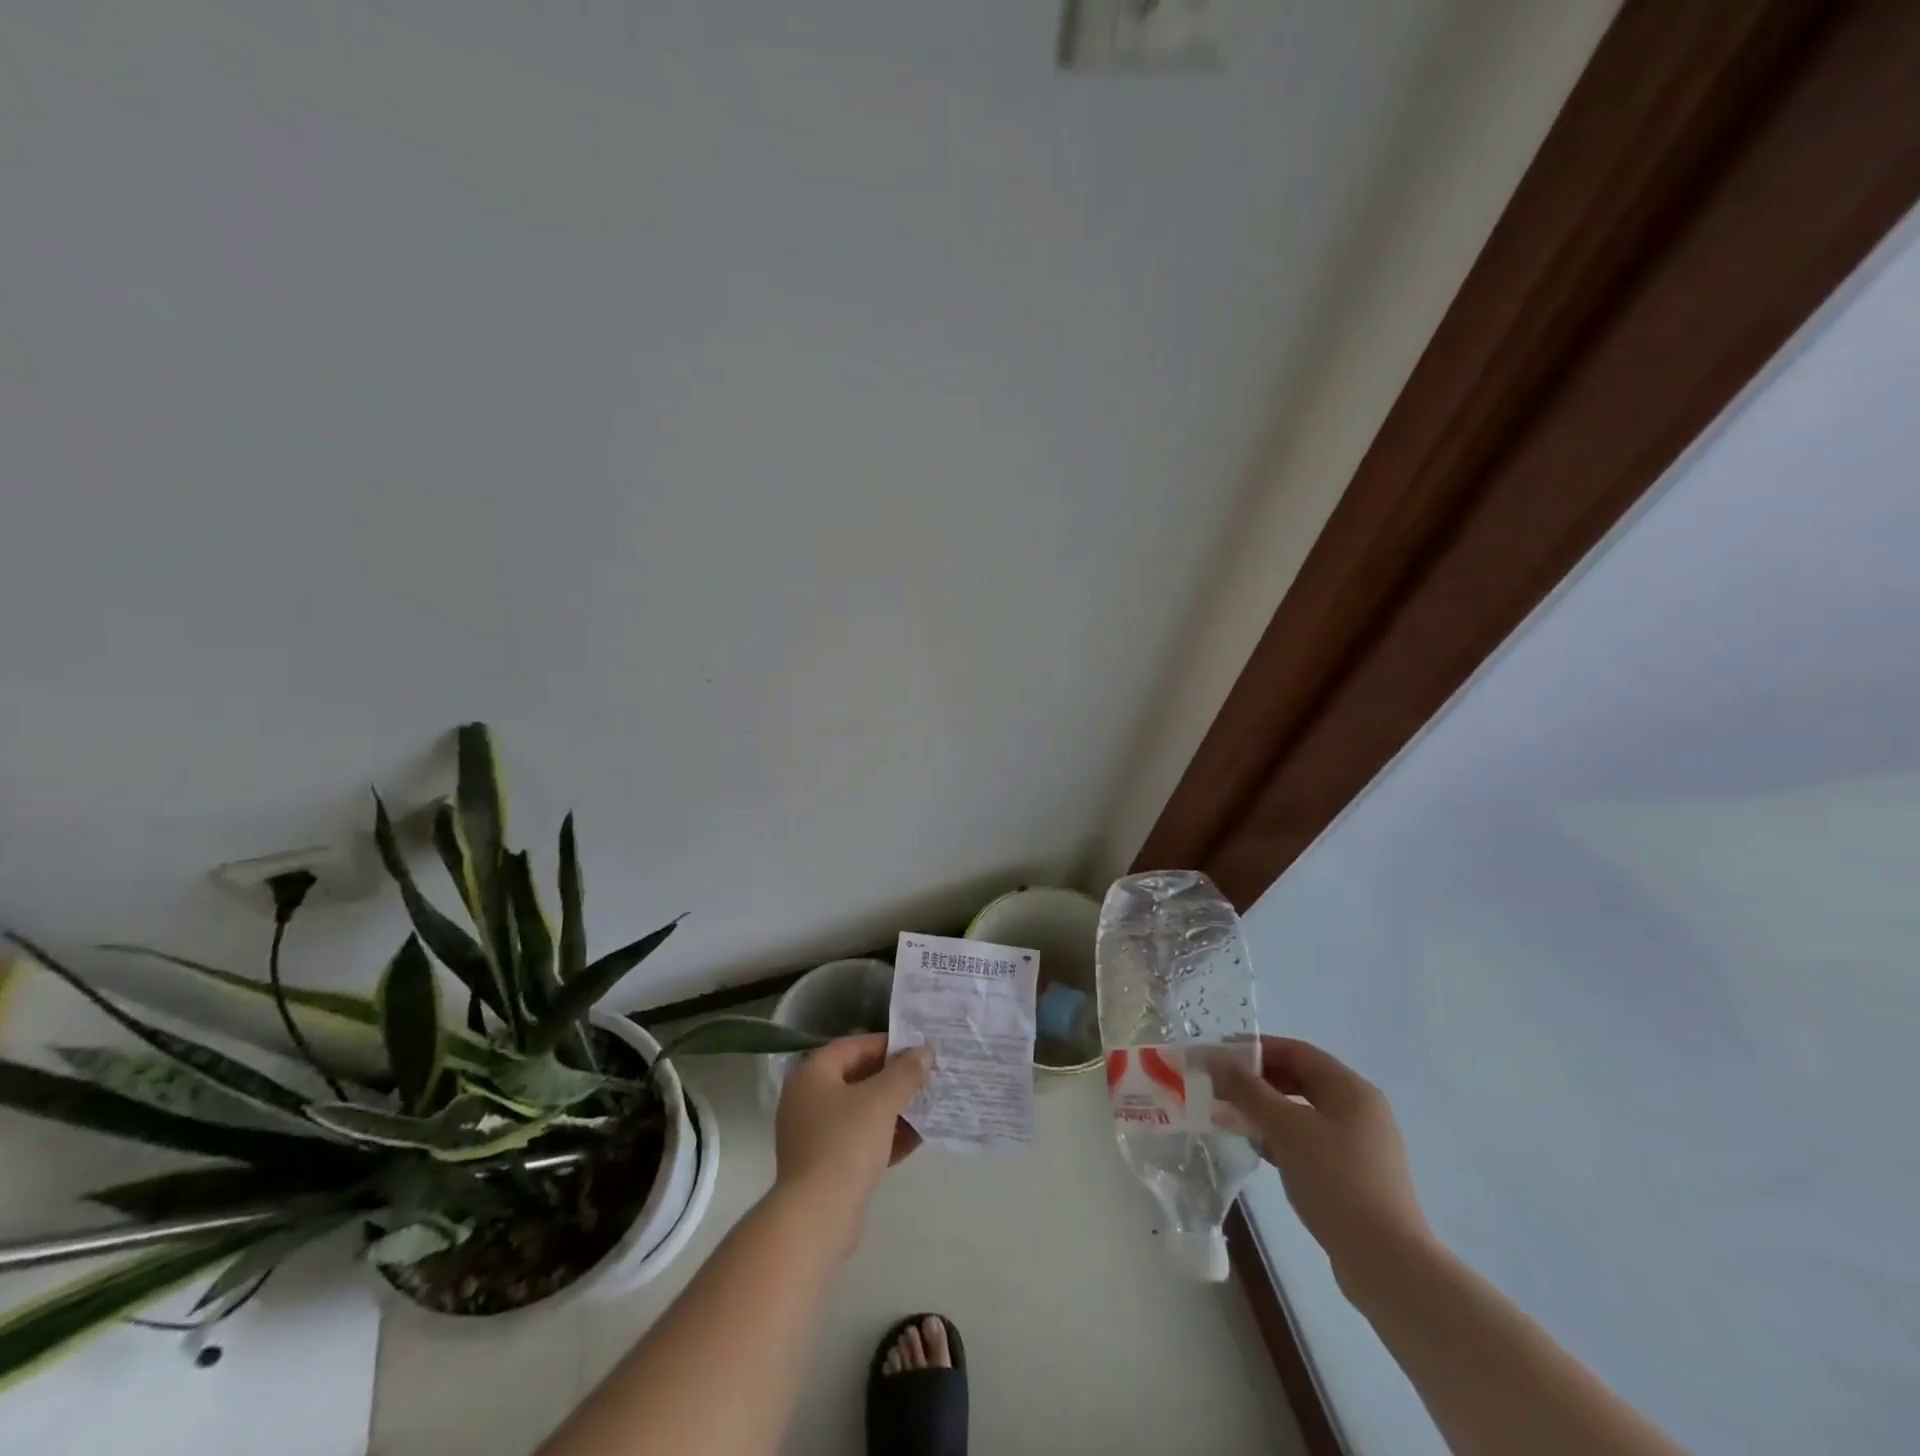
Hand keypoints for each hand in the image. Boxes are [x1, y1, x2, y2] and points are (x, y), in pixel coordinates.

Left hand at [774, 1035, 931, 1239]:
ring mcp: (812, 1135)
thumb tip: (923, 1052)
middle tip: (926, 1077)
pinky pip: (857, 1141)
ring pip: (859, 1112)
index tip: (918, 1049)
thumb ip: (905, 1072)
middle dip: (893, 1079)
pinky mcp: (823, 1166)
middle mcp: (806, 1099)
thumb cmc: (846, 1143)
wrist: (817, 1217)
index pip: (854, 1046)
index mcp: (812, 1074)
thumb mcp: (882, 1100)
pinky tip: (914, 1141)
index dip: (888, 1045)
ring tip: (926, 1107)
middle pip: (857, 1078)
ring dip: (892, 1109)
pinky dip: (883, 1137)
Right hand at [1214, 1037, 1432, 1286]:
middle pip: (1300, 1080)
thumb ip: (1247, 1090)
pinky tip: (1259, 1149)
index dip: (1255, 1049)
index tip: (1218, 1057)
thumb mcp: (1285, 1129)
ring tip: (1230, 1117)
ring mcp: (1360, 1146)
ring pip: (1302, 1113)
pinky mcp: (1354, 1177)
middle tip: (1219, 1088)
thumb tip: (1214, 1058)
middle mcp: (1360, 1111)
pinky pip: (1309, 1141)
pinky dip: (1281, 1137)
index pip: (1296, 1052)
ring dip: (1265, 1110)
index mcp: (1351, 1090)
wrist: (1387, 1265)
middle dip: (1257, 1081)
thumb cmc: (1336, 1182)